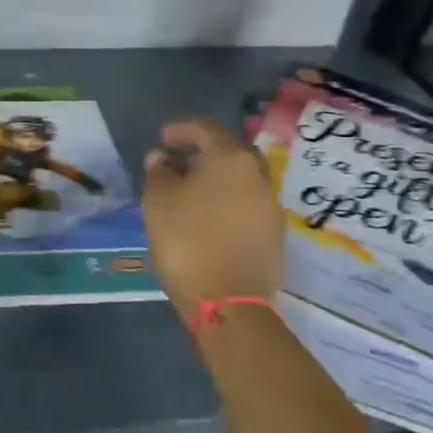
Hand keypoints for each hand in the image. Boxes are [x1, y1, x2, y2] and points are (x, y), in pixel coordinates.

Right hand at [142, 118, 283, 318]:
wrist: (228, 302)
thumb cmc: (187, 241)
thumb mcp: (158, 201)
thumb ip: (158, 172)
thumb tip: (162, 159)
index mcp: (231, 159)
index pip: (206, 129)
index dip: (181, 130)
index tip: (161, 138)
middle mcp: (258, 176)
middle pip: (229, 153)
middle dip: (202, 153)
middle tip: (177, 163)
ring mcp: (270, 207)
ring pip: (240, 180)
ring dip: (215, 180)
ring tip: (188, 193)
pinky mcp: (274, 236)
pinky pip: (246, 205)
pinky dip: (226, 203)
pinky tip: (206, 218)